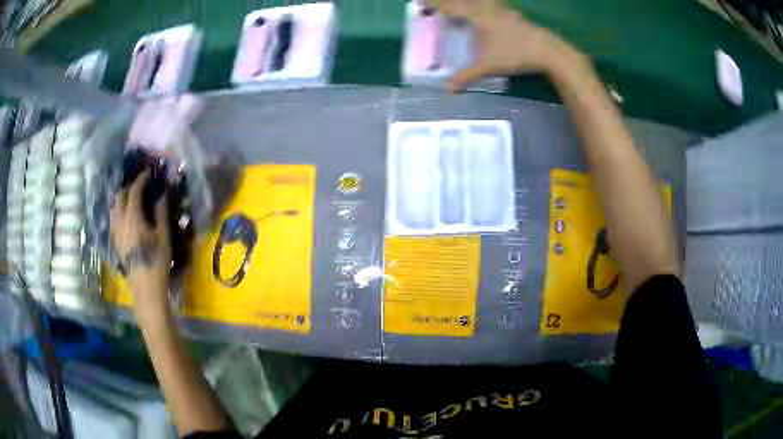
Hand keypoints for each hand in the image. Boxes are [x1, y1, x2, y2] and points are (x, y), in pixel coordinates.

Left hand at [110, 170, 171, 310]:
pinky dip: (117, 212)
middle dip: (128, 188)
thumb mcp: (163, 237)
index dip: (140, 180)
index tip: (147, 173)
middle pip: (120, 197)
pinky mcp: (115, 243)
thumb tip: (161, 195)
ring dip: (121, 199)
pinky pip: (113, 220)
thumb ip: (161, 214)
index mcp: (133, 218)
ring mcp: (116, 233)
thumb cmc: (157, 262)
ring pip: (113, 208)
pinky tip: (124, 216)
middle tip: (139, 186)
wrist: (146, 288)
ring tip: (130, 199)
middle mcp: (121, 222)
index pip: (133, 192)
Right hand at [429, 0, 586, 89]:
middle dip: (449, 2)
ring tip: (463, 7)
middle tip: (439, 5)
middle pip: (463, 1)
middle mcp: (487, 8)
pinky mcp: (514, 15)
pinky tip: (491, 11)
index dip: (434, 4)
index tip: (420, 1)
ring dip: (469, 3)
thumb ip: (466, 76)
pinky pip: (494, 6)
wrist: (548, 51)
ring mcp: (503, 10)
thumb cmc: (514, 54)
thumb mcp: (488, 66)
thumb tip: (447, 90)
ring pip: (481, 1)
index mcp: (476, 16)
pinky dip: (486, 6)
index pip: (449, 7)